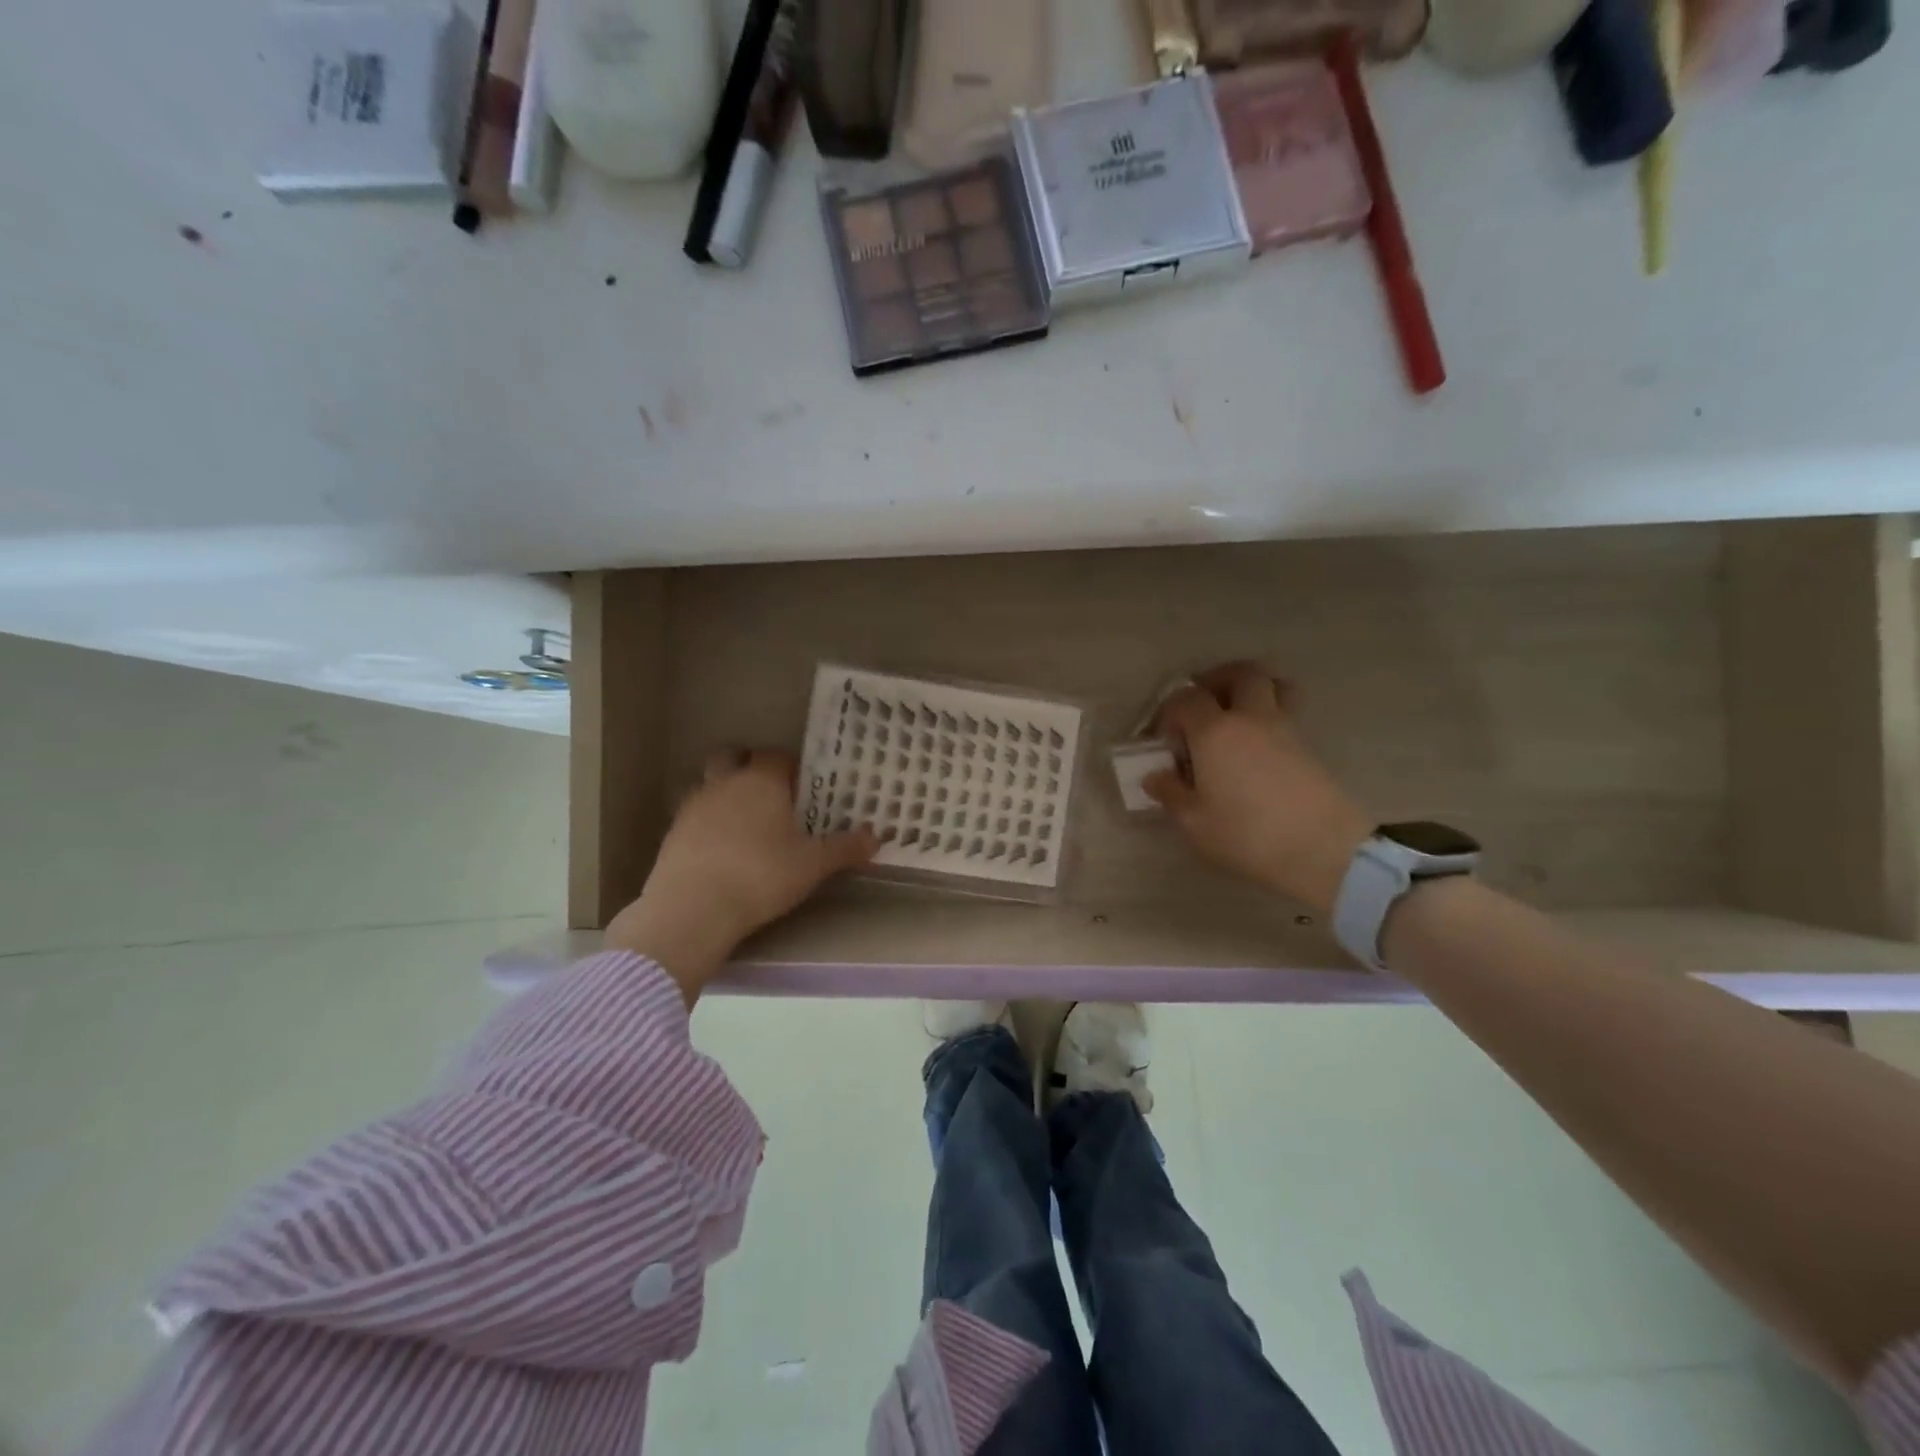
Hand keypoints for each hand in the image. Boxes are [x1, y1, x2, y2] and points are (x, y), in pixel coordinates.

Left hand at [606, 749, 876, 1003]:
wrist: (693, 908)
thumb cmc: (761, 875)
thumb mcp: (813, 865)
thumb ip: (844, 848)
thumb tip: (875, 837)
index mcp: (762, 782)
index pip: (777, 756)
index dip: (791, 766)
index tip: (804, 786)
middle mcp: (725, 784)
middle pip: (732, 757)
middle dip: (748, 767)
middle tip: (769, 794)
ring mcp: (693, 807)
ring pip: (709, 785)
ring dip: (725, 794)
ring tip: (745, 824)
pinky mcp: (672, 834)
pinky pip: (694, 816)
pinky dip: (708, 824)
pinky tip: (721, 850)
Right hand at [1145, 663, 1372, 915]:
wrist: (1322, 850)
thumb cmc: (1247, 835)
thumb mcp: (1194, 822)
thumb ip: (1171, 794)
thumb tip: (1156, 777)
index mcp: (1215, 731)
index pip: (1186, 698)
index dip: (1170, 711)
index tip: (1165, 738)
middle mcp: (1251, 718)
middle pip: (1240, 674)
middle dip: (1217, 680)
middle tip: (1203, 704)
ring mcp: (1286, 729)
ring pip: (1273, 686)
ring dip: (1251, 691)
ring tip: (1236, 716)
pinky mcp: (1310, 747)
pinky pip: (1287, 713)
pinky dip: (1270, 716)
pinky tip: (1258, 748)